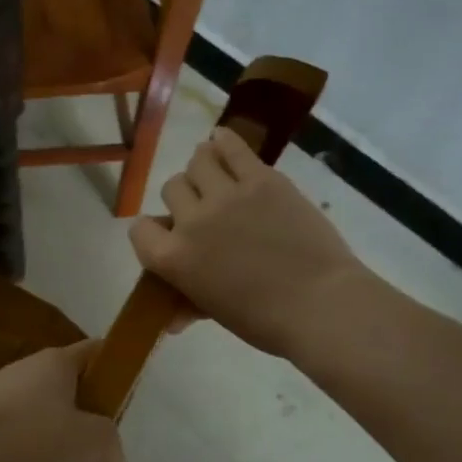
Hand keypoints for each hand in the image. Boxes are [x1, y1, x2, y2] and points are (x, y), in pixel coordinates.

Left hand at [0, 343, 129, 461]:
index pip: (99, 353)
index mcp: (59, 364)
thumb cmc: (29, 436)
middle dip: (80, 445)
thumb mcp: (93, 448)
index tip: (121, 413)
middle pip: (68, 405)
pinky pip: (4, 455)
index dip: (117, 376)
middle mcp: (27, 375)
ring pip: (36, 435)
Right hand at [131, 127, 373, 361]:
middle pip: (172, 188)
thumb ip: (189, 305)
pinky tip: (222, 140)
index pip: (140, 229)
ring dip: (204, 168)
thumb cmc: (264, 320)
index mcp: (173, 258)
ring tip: (218, 177)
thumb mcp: (216, 313)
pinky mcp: (261, 179)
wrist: (320, 304)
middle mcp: (192, 220)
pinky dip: (224, 141)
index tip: (169, 234)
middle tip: (206, 210)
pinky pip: (232, 147)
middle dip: (185, 198)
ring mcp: (226, 195)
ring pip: (198, 161)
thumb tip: (172, 320)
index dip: (153, 230)